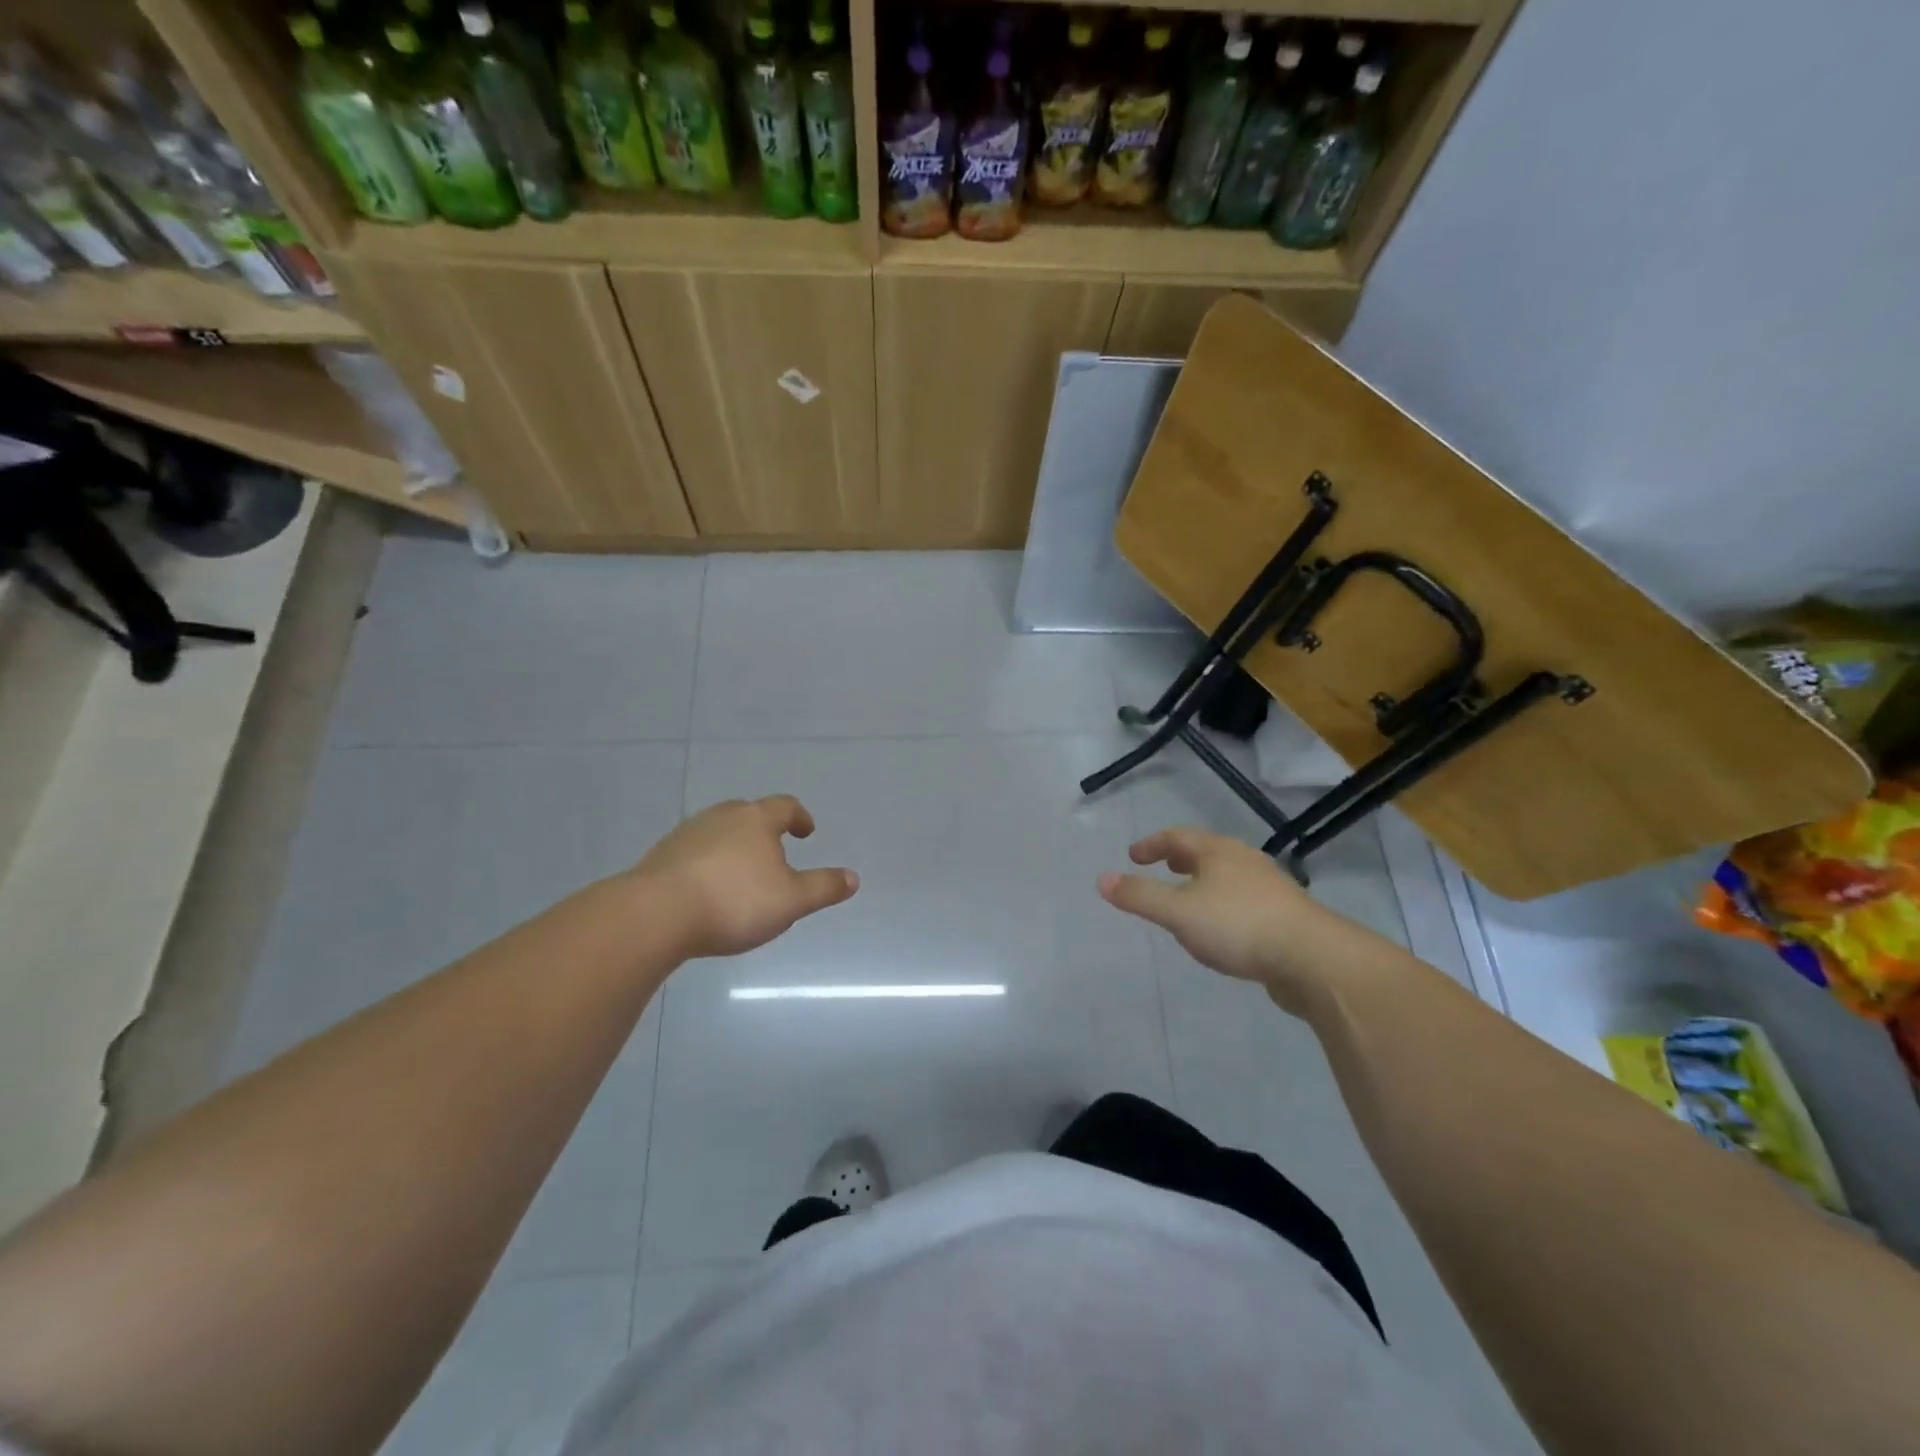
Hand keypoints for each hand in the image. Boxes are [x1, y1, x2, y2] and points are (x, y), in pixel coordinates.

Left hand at [634, 796, 857, 958]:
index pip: (785, 806)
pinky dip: (707, 863)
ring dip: (734, 846)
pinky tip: (707, 889)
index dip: (799, 817)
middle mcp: (722, 816)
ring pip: (719, 831)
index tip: (805, 831)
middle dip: (764, 830)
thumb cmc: (734, 901)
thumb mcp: (791, 900)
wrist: (656, 914)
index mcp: (757, 819)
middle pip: (749, 814)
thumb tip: (853, 877)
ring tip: (741, 873)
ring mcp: (687, 833)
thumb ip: (823, 887)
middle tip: (775, 851)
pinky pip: (694, 852)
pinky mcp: (661, 855)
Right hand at [1099, 825, 1340, 988]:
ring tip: (1189, 899)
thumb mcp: (1178, 912)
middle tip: (1163, 867)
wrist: (1314, 960)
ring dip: (1204, 882)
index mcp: (1218, 852)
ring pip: (1228, 876)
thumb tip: (1101, 879)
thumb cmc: (1239, 926)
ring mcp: (1270, 887)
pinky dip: (1224, 904)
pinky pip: (1245, 900)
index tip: (1133, 856)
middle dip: (1181, 859)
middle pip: (1207, 852)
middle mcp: (1245, 861)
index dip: (1152, 844)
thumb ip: (1139, 897)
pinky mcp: (1286, 915)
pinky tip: (1223, 929)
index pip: (1177, 837)